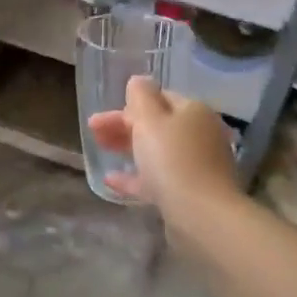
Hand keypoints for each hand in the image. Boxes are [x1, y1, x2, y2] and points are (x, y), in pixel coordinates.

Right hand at [88, 77, 239, 229]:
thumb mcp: (150, 120)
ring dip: (128, 148)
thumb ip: (140, 96)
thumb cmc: (172, 159)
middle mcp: (199, 133)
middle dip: (123, 126)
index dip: (128, 105)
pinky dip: (136, 176)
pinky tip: (112, 181)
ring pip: (157, 150)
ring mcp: (197, 164)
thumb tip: (138, 80)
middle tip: (94, 132)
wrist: (202, 215)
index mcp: (193, 111)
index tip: (101, 117)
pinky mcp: (191, 192)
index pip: (158, 98)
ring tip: (101, 150)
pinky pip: (159, 177)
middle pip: (157, 124)